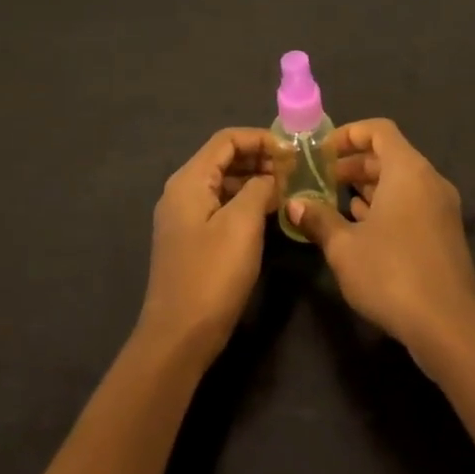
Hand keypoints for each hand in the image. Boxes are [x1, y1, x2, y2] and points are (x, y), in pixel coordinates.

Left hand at [140, 128, 278, 362]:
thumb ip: (259, 188)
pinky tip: (270, 212)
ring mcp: (185, 217)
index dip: (260, 137)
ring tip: (289, 187)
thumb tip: (271, 177)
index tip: (292, 149)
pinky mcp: (192, 238)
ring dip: (255, 179)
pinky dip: (246, 201)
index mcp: (188, 181)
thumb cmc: (212, 274)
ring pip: (224, 182)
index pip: (226, 139)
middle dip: (259, 157)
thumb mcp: (242, 224)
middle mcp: (182, 191)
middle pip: (223, 158)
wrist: (179, 336)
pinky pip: (221, 205)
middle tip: (295, 168)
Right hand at [286, 119, 474, 358]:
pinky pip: (411, 204)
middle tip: (320, 179)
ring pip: (400, 182)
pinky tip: (361, 225)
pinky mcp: (444, 234)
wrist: (448, 325)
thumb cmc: (391, 273)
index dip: (348, 134)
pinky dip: (386, 206)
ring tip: (333, 201)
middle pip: (389, 156)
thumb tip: (294, 204)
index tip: (322, 152)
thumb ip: (318, 219)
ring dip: (368, 187)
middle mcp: (429, 181)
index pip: (379, 130)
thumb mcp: (344, 247)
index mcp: (408, 170)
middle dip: (353, 164)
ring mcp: (441, 208)